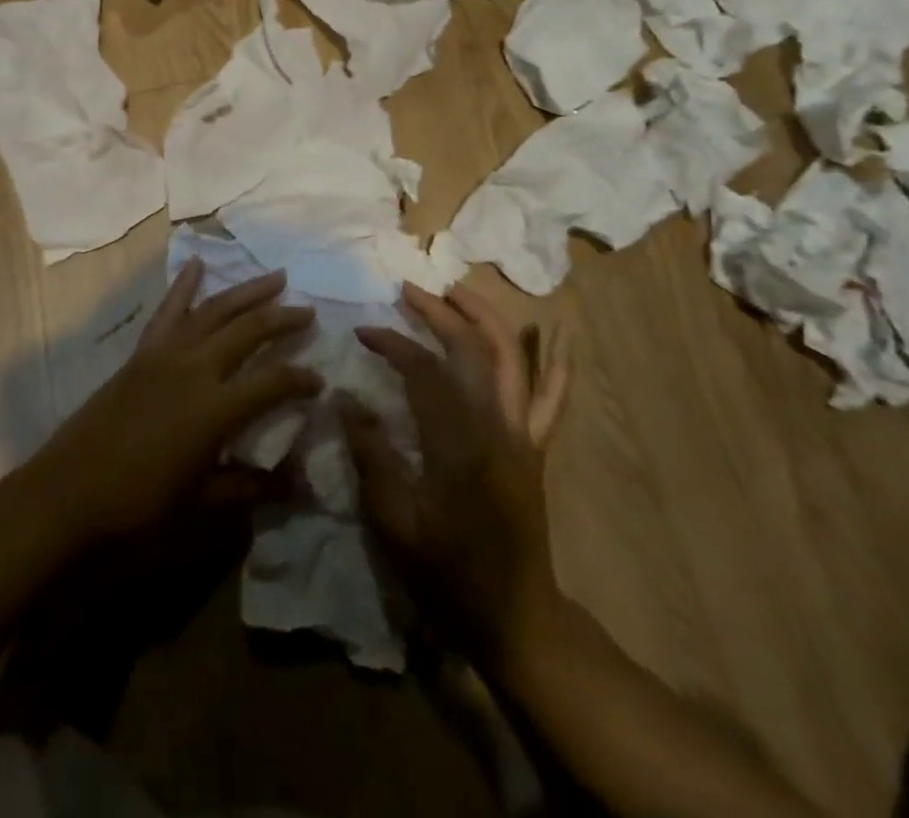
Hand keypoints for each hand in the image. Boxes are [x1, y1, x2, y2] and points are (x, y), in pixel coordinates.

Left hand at [35, 260, 319, 544]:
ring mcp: (165, 354)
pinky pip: (168, 311)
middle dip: (283, 318)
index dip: (302, 379)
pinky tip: (196, 264)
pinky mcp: (141, 353)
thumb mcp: (203, 506)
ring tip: (276, 277)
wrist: (66, 496)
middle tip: (309, 312)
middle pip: (249, 330)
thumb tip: (305, 483)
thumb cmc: (138, 508)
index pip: (274, 381)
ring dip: (247, 291)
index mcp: (216, 408)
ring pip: (215, 309)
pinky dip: (184, 285)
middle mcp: (195, 368)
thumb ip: (254, 487)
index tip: (320, 381)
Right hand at [343, 282, 570, 668]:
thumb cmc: (446, 574)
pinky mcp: (536, 447)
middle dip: (439, 312)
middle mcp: (496, 426)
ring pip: (512, 358)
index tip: (363, 332)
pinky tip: (562, 332)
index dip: (392, 343)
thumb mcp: (394, 523)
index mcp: (458, 444)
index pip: (424, 370)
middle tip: (408, 289)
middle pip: (472, 349)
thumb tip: (346, 399)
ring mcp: (522, 434)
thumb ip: (370, 455)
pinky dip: (558, 362)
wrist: (515, 618)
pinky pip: (553, 397)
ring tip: (458, 289)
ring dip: (485, 317)